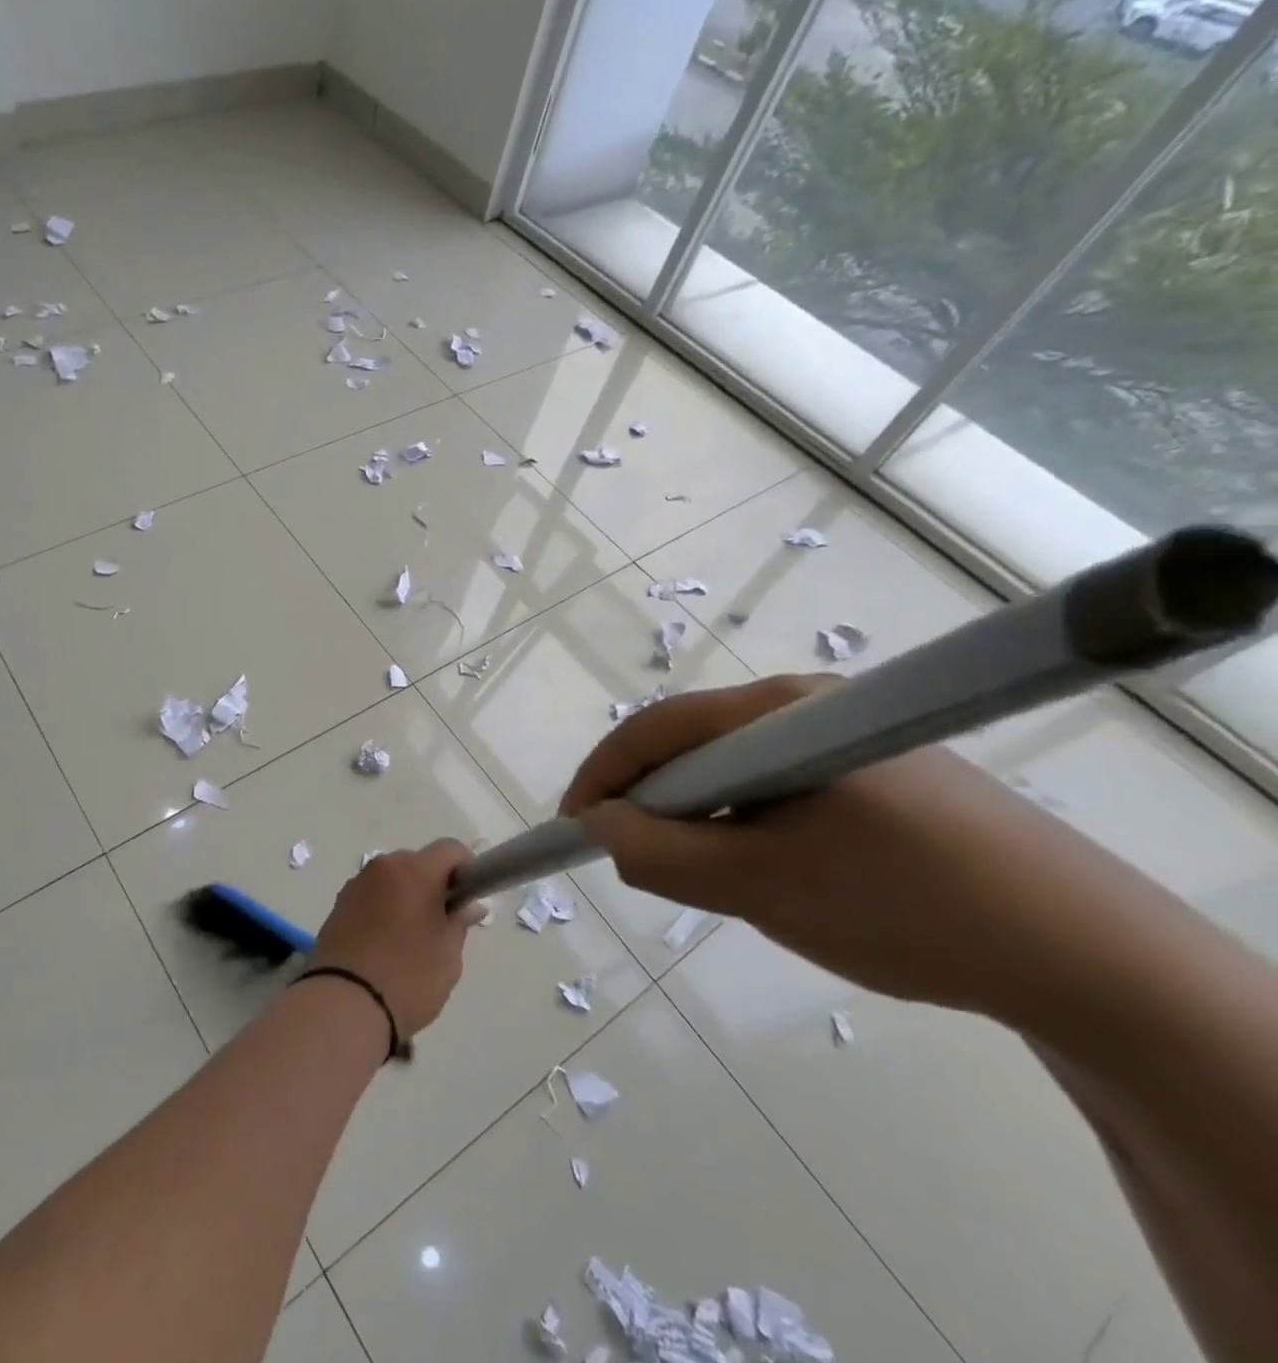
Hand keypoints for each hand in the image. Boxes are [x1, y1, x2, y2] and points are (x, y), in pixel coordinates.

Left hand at [308, 841, 483, 1041]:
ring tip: (410, 939)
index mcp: (413, 870)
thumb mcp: (448, 954)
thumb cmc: (408, 976)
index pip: (449, 849)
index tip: (469, 898)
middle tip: (442, 923)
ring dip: (406, 896)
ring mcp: (356, 884)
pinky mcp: (338, 905)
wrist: (344, 1004)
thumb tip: (469, 905)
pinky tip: (385, 944)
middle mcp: (382, 867)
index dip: (466, 868)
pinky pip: (371, 896)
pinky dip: (384, 908)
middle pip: (418, 862)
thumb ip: (460, 921)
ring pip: (393, 879)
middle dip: (434, 884)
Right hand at [559, 676, 1135, 1020]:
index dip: (602, 777)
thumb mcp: (759, 887)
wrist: (1085, 954)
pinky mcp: (870, 768)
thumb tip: (598, 825)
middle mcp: (805, 705)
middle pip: (690, 745)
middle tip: (642, 866)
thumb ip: (659, 855)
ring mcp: (842, 734)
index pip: (654, 730)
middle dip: (654, 804)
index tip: (575, 830)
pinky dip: (746, 823)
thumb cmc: (902, 907)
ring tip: (717, 880)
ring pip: (730, 770)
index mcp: (777, 713)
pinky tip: (775, 870)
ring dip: (703, 819)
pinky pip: (773, 785)